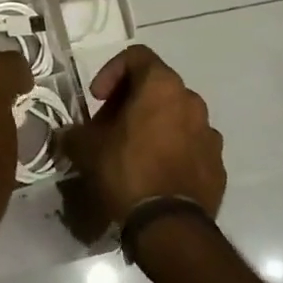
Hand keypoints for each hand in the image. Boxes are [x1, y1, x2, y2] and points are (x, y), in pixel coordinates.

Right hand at [56, 45, 224, 226]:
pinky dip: (173, 149)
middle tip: (109, 126)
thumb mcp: (87, 149)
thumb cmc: (127, 172)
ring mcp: (209, 132)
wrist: (170, 227)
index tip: (98, 99)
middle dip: (131, 101)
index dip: (111, 71)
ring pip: (176, 115)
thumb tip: (65, 135)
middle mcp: (191, 100)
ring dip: (154, 124)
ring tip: (133, 151)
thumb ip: (74, 133)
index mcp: (161, 85)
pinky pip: (191, 145)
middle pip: (157, 86)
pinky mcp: (218, 162)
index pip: (136, 56)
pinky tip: (156, 173)